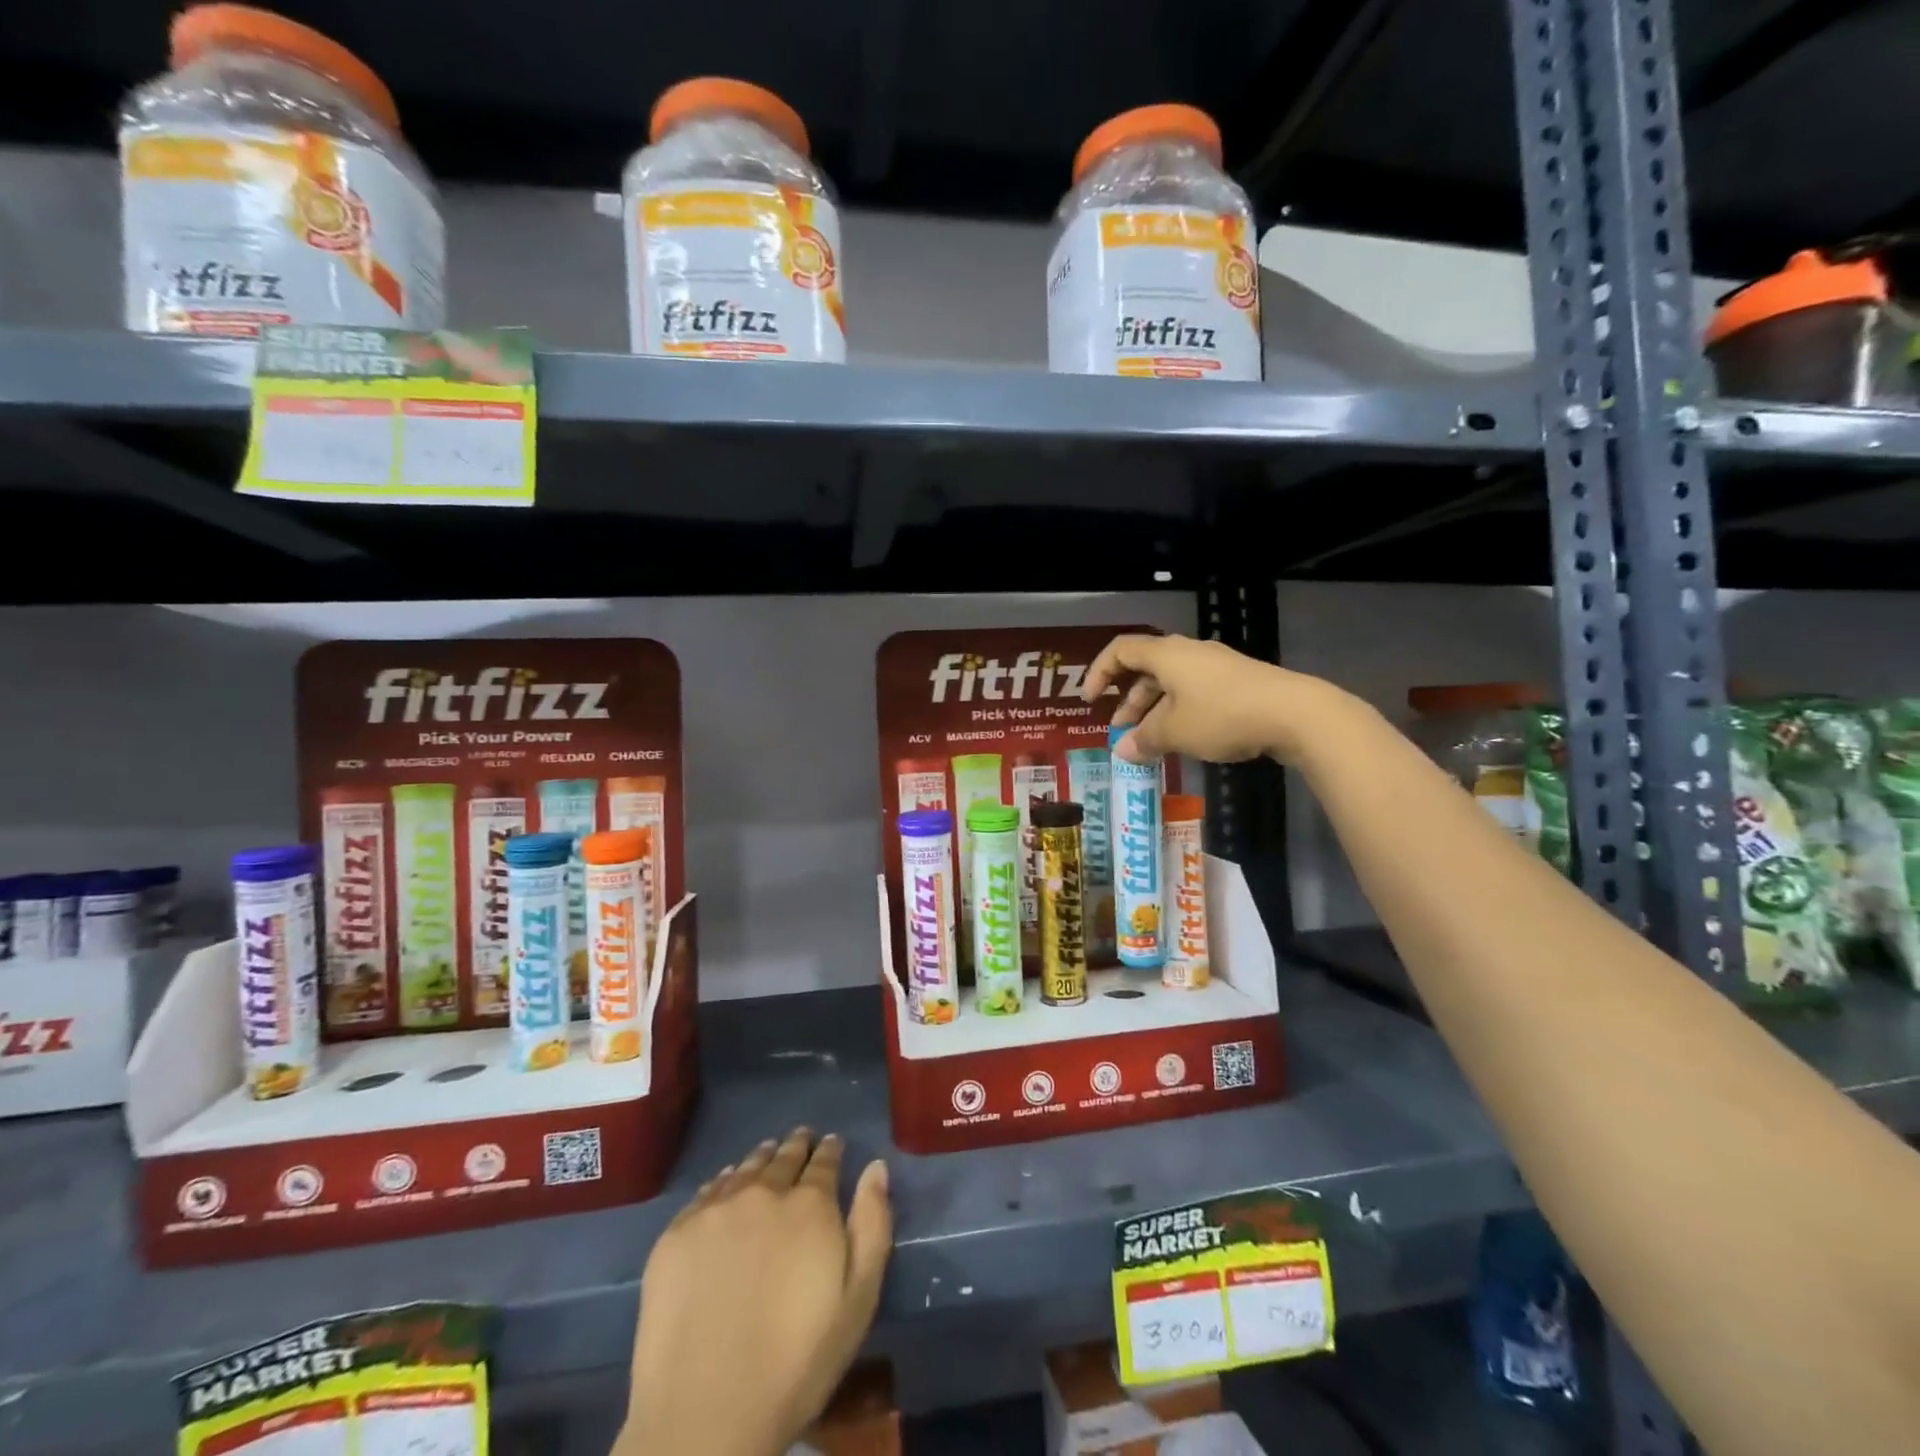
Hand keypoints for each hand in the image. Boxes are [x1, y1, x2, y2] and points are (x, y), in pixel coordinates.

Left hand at [622, 1129, 892, 1455]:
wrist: (705, 1414)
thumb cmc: (797, 1364)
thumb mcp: (857, 1300)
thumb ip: (872, 1225)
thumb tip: (875, 1168)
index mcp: (810, 1205)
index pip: (824, 1161)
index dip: (831, 1150)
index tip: (832, 1143)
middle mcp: (763, 1193)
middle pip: (783, 1157)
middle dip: (797, 1146)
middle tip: (801, 1138)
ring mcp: (715, 1211)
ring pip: (745, 1169)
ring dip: (761, 1159)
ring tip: (767, 1153)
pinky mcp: (676, 1235)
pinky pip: (706, 1193)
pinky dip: (723, 1182)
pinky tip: (725, 1184)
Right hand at [1083, 633, 1339, 765]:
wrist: (1294, 713)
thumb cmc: (1222, 715)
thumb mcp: (1175, 732)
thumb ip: (1144, 739)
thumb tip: (1121, 750)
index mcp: (1167, 654)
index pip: (1121, 651)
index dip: (1099, 672)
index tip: (1090, 700)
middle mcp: (1189, 653)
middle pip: (1147, 669)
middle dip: (1129, 700)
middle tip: (1122, 730)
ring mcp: (1216, 667)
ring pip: (1172, 684)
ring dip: (1154, 710)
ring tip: (1151, 742)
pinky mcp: (1238, 683)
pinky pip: (1195, 693)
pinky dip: (1179, 713)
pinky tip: (1184, 739)